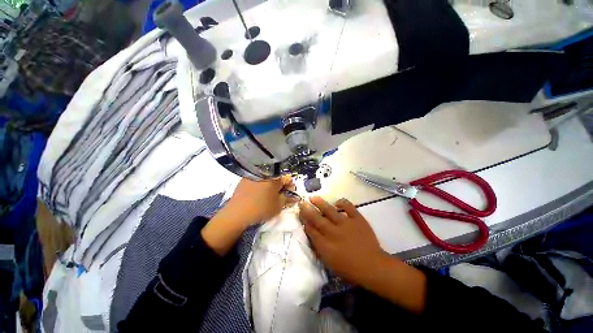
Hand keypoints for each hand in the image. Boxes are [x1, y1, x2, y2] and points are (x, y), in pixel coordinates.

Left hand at [202, 176, 295, 255]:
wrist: (237, 213)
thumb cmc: (261, 208)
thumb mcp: (278, 206)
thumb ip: (288, 199)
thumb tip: (295, 196)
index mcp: (275, 177)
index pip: (288, 178)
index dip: (290, 185)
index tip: (289, 192)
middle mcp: (264, 172)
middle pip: (277, 176)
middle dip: (281, 185)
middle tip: (280, 194)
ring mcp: (254, 174)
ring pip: (267, 177)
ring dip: (271, 184)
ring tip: (269, 194)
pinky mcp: (245, 178)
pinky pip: (258, 179)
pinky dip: (261, 184)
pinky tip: (259, 193)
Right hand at [299, 197, 385, 284]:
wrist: (373, 267)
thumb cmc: (350, 269)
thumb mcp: (330, 264)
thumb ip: (320, 249)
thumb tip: (312, 236)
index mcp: (326, 247)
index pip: (311, 231)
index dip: (305, 222)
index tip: (301, 214)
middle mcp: (334, 233)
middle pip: (317, 219)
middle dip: (308, 211)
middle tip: (302, 203)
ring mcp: (346, 224)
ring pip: (330, 211)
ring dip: (320, 203)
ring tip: (313, 197)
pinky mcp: (357, 219)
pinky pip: (349, 207)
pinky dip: (343, 203)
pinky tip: (337, 202)